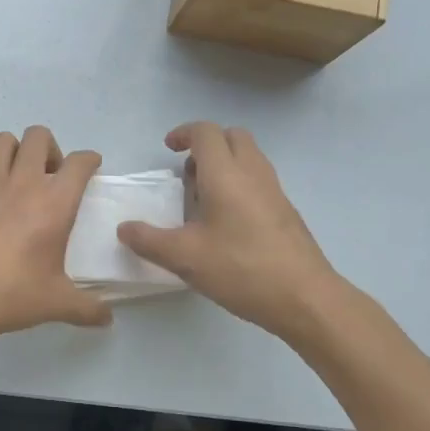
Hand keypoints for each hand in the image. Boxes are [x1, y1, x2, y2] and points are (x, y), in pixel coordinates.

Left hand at [0, 126, 112, 338]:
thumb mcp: (55, 304)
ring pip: (3, 140)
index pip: (79, 163)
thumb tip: (107, 318)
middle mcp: (23, 181)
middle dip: (48, 148)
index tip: (90, 167)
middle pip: (38, 135)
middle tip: (48, 175)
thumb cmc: (8, 292)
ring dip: (14, 152)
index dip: (88, 160)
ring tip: (15, 176)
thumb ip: (86, 308)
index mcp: (55, 202)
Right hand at [117, 122, 345, 337]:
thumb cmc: (242, 269)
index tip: (169, 149)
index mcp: (226, 174)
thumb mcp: (185, 258)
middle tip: (188, 172)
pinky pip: (259, 180)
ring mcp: (275, 191)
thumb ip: (149, 240)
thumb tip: (124, 228)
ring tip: (203, 197)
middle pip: (232, 136)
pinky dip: (240, 183)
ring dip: (225, 164)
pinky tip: (227, 222)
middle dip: (207, 144)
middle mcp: (253, 173)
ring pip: (249, 157)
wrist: (305, 298)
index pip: (206, 132)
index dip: (184, 133)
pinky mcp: (286, 211)